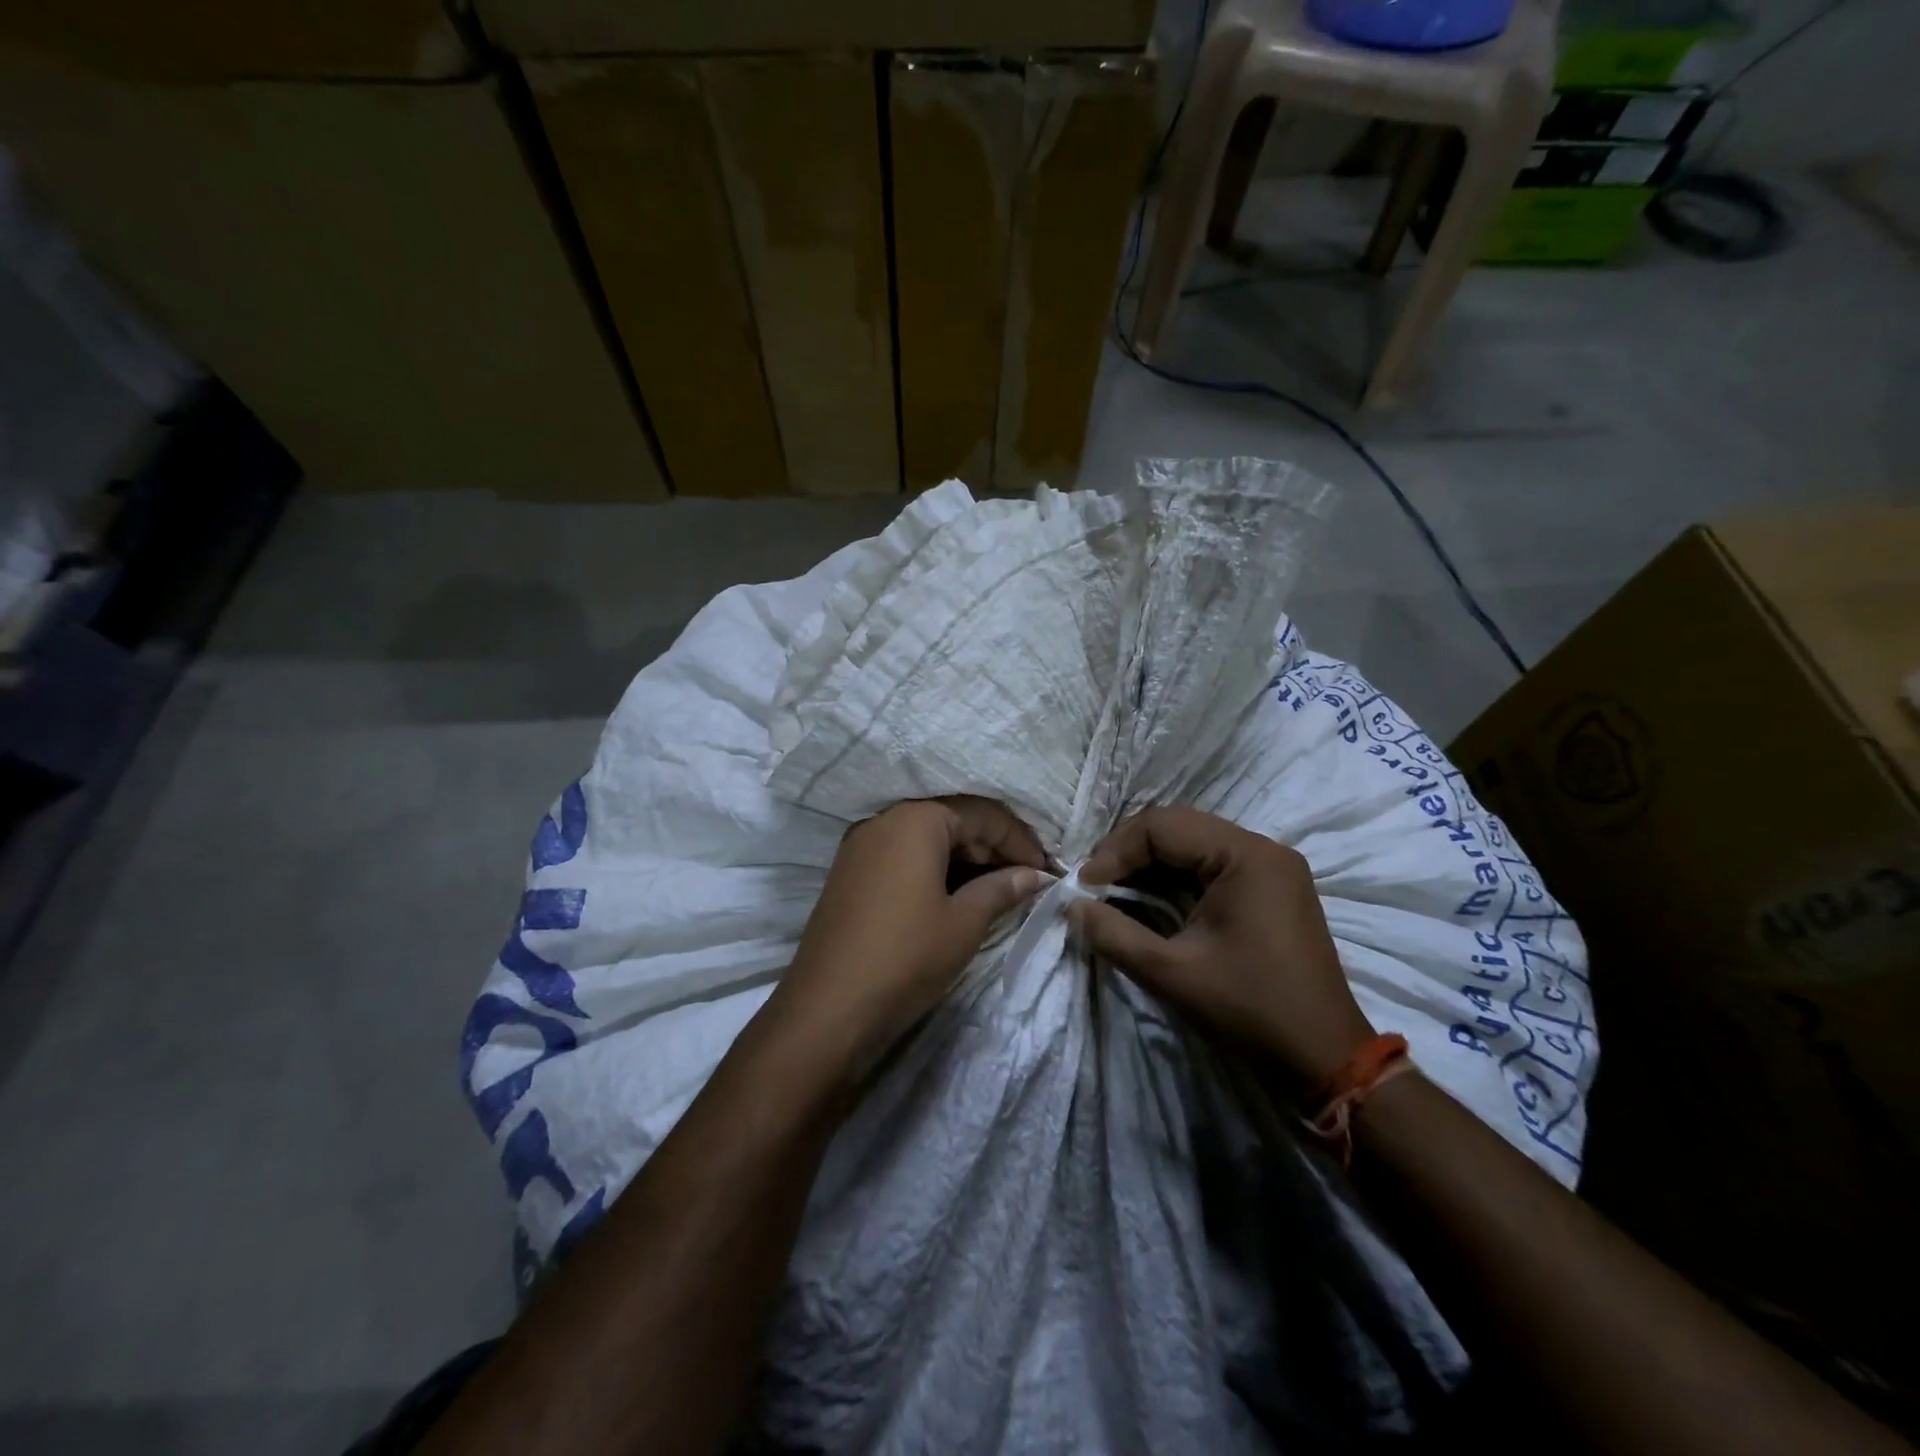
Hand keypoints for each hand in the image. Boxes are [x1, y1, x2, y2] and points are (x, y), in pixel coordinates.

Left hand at [768, 797, 1046, 1080]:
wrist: (827, 1009)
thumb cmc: (906, 956)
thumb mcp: (964, 923)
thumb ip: (1002, 889)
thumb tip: (1035, 876)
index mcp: (914, 819)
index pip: (982, 814)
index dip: (1020, 841)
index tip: (1047, 872)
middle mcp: (884, 820)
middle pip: (953, 820)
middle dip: (994, 848)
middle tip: (1028, 881)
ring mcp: (861, 846)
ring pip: (927, 839)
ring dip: (966, 860)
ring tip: (999, 890)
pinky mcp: (850, 873)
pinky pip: (904, 857)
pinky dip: (936, 870)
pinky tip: (958, 896)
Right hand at [1071, 807, 1373, 1089]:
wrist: (1325, 1058)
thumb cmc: (1249, 1010)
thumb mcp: (1171, 973)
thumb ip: (1114, 934)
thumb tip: (1073, 907)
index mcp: (1246, 856)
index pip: (1163, 826)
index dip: (1116, 851)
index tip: (1084, 886)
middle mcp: (1263, 849)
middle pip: (1179, 826)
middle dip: (1129, 851)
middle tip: (1095, 884)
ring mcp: (1272, 867)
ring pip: (1194, 843)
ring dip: (1150, 862)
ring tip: (1114, 889)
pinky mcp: (1272, 888)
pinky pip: (1212, 864)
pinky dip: (1175, 876)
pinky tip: (1151, 898)